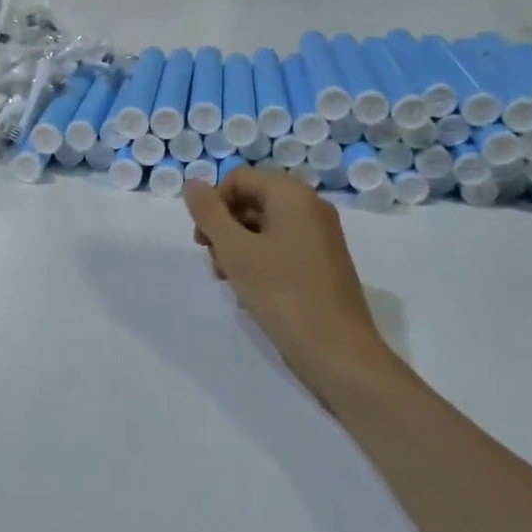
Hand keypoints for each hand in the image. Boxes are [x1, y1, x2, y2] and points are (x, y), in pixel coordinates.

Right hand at [184, 169, 401, 397]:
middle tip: (214, 262)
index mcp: (293, 195)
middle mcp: (310, 208)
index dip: (214, 204)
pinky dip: (259, 261)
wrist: (338, 353)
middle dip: (225, 227)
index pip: (239, 179)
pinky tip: (250, 292)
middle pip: (252, 200)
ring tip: (229, 280)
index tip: (203, 240)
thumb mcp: (236, 251)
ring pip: (264, 227)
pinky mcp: (322, 264)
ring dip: (238, 247)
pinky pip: (281, 248)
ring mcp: (319, 237)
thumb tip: (193, 184)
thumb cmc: (283, 294)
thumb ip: (209, 213)